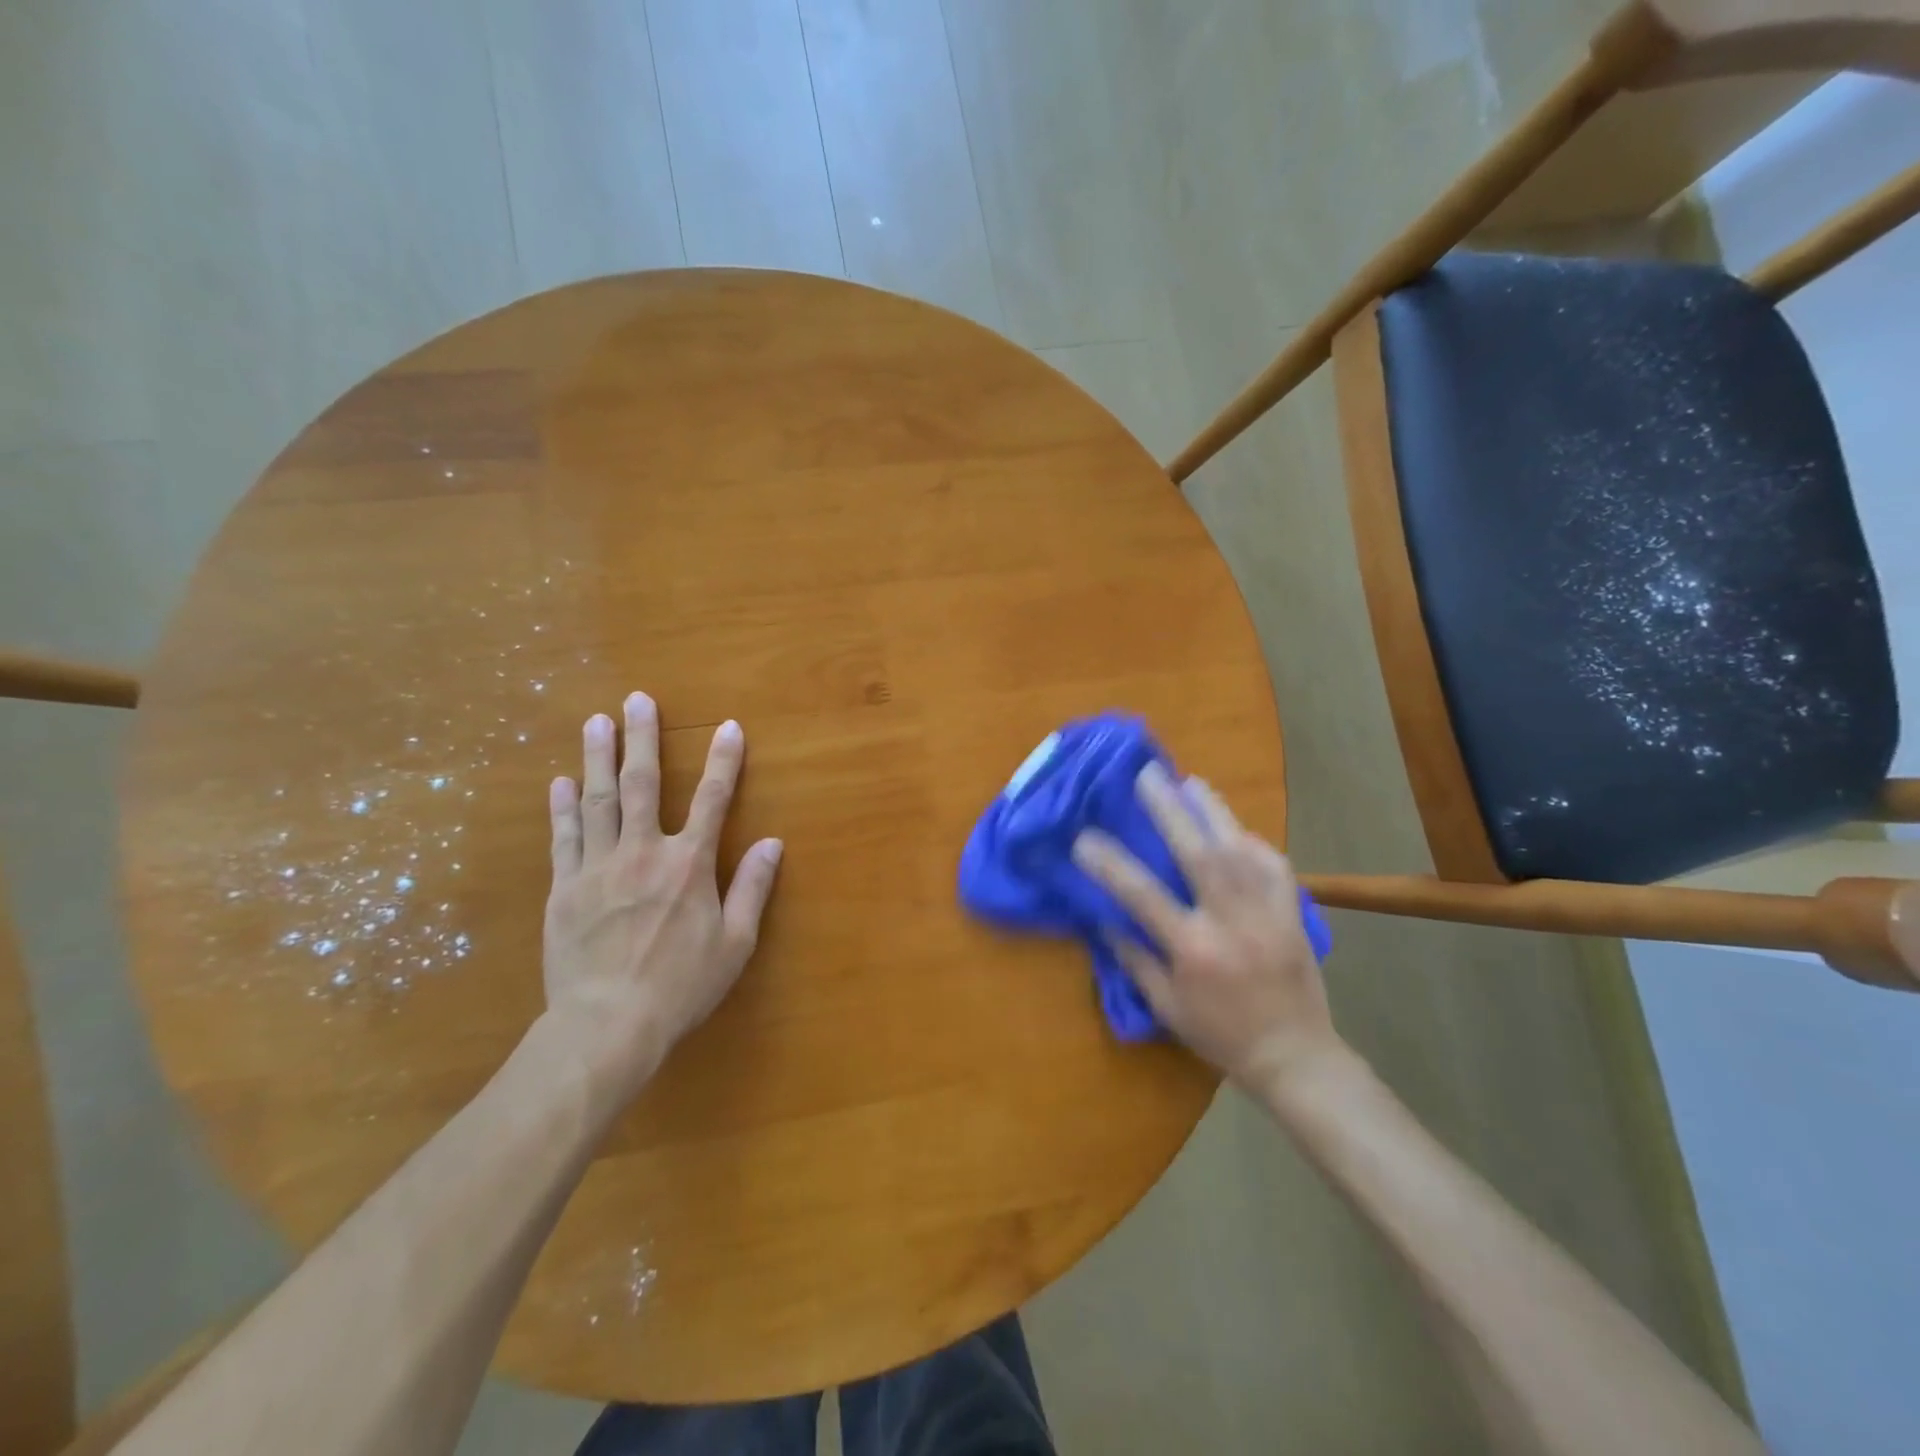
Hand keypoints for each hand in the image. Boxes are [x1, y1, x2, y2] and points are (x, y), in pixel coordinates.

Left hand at [543, 692, 782, 1102]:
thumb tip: (774, 843)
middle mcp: (644, 853)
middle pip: (643, 785)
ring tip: (596, 721)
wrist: (607, 1026)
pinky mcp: (564, 889)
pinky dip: (563, 808)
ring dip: (598, 758)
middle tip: (636, 700)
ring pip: (598, 801)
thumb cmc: (681, 986)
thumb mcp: (735, 942)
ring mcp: (597, 868)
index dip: (724, 761)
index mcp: (689, 865)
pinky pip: (564, 838)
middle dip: (643, 739)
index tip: (729, 727)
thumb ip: (753, 888)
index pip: (713, 800)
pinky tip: (560, 782)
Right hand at [1072, 762, 1339, 1089]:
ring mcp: (1267, 913)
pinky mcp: (1293, 913)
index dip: (1110, 863)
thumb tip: (1104, 916)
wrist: (1295, 1057)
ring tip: (1191, 782)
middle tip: (1147, 775)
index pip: (1142, 895)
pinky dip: (1252, 841)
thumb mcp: (1166, 1006)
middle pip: (1197, 854)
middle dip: (1169, 810)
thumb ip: (1135, 958)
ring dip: (1213, 811)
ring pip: (1239, 849)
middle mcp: (1230, 922)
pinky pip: (1275, 865)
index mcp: (1193, 950)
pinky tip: (1234, 827)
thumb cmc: (1220, 1035)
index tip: (1084, 836)